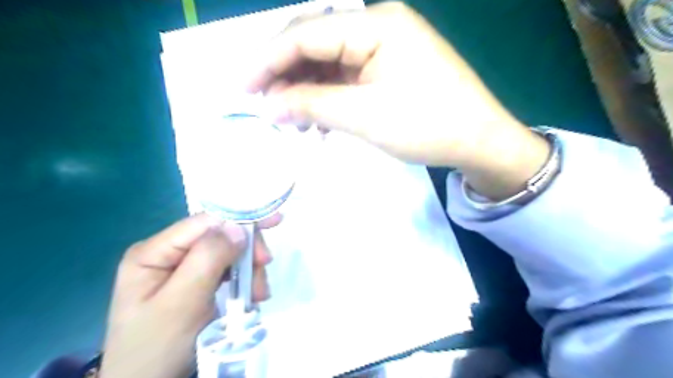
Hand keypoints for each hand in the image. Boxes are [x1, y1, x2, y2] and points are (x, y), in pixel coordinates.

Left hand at [100, 212, 280, 377]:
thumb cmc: (157, 347)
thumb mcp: (182, 303)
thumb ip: (208, 259)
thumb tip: (238, 227)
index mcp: (155, 251)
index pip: (204, 222)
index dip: (240, 218)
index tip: (274, 222)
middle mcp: (170, 254)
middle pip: (220, 236)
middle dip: (246, 251)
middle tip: (264, 268)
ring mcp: (185, 269)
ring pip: (230, 254)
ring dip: (249, 270)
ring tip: (257, 295)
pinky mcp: (199, 283)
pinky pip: (229, 271)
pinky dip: (245, 281)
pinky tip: (250, 296)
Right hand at [250, 1, 548, 198]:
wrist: (478, 141)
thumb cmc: (427, 125)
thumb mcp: (364, 116)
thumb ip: (311, 105)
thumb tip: (269, 106)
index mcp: (375, 23)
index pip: (306, 34)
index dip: (268, 61)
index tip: (242, 89)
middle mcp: (378, 25)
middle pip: (315, 44)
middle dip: (285, 75)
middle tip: (264, 107)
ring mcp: (385, 47)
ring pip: (329, 64)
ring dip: (306, 91)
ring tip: (291, 120)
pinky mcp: (388, 69)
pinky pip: (346, 78)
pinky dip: (327, 98)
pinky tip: (318, 120)